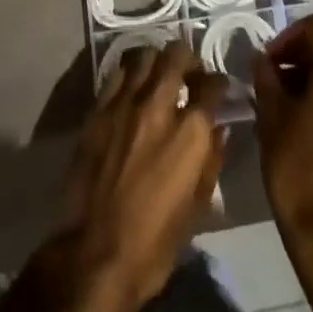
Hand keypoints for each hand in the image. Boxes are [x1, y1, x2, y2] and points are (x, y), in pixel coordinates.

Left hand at [31, 41, 227, 311]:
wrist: (94, 256)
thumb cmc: (154, 244)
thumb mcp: (196, 208)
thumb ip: (211, 160)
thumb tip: (219, 130)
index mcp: (190, 132)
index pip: (212, 85)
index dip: (219, 84)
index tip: (218, 90)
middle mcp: (159, 106)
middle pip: (177, 55)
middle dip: (188, 59)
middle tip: (189, 73)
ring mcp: (125, 103)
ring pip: (145, 56)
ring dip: (157, 61)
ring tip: (159, 76)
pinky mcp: (98, 110)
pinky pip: (117, 74)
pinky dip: (129, 73)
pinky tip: (132, 88)